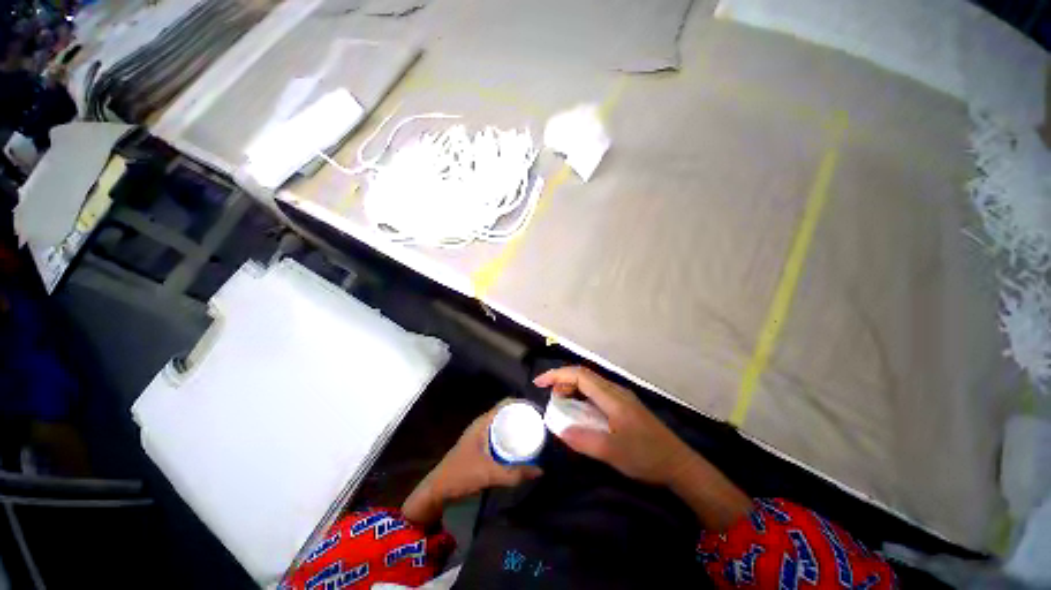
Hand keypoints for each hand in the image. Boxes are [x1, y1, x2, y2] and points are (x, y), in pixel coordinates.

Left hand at [402, 402, 541, 524]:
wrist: (438, 490)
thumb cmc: (461, 475)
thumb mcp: (489, 474)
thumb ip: (514, 474)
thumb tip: (541, 471)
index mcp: (483, 422)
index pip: (506, 403)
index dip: (522, 403)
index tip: (538, 411)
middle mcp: (483, 424)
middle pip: (506, 413)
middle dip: (523, 416)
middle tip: (540, 424)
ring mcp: (481, 435)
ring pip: (503, 425)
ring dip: (516, 427)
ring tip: (535, 434)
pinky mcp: (480, 446)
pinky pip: (499, 435)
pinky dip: (510, 437)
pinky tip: (520, 447)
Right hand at [534, 366, 691, 486]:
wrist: (679, 464)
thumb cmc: (646, 456)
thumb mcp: (612, 452)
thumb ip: (583, 440)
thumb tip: (559, 430)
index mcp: (612, 397)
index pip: (580, 375)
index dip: (557, 375)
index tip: (539, 383)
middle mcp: (616, 391)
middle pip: (584, 375)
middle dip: (563, 379)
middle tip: (549, 396)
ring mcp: (622, 397)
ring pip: (591, 383)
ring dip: (573, 386)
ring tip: (560, 401)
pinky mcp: (625, 406)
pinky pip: (598, 392)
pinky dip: (583, 395)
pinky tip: (580, 409)